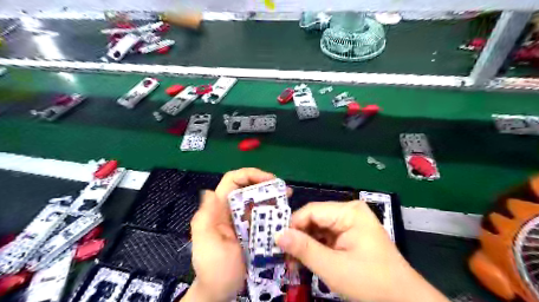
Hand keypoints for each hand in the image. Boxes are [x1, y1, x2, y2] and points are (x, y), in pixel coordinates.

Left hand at [183, 167, 277, 301]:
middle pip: (248, 188)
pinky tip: (284, 213)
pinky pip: (264, 215)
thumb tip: (210, 191)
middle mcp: (231, 210)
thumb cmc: (214, 269)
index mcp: (218, 209)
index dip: (249, 174)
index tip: (269, 179)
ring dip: (272, 196)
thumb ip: (206, 218)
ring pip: (258, 200)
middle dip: (265, 184)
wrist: (221, 292)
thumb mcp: (207, 243)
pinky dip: (274, 211)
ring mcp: (243, 221)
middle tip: (283, 189)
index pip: (232, 181)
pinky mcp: (252, 230)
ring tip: (287, 196)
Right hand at [275, 200, 448, 301]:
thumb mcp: (333, 267)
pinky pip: (326, 237)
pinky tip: (308, 261)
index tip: (277, 244)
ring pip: (318, 229)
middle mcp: (349, 212)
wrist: (404, 301)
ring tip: (294, 262)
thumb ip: (304, 249)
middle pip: (314, 219)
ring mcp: (350, 223)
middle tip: (284, 257)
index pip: (311, 211)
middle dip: (298, 238)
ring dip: (305, 245)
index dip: (292, 226)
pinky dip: (315, 248)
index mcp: (349, 212)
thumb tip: (277, 235)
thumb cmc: (370, 282)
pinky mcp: (350, 235)